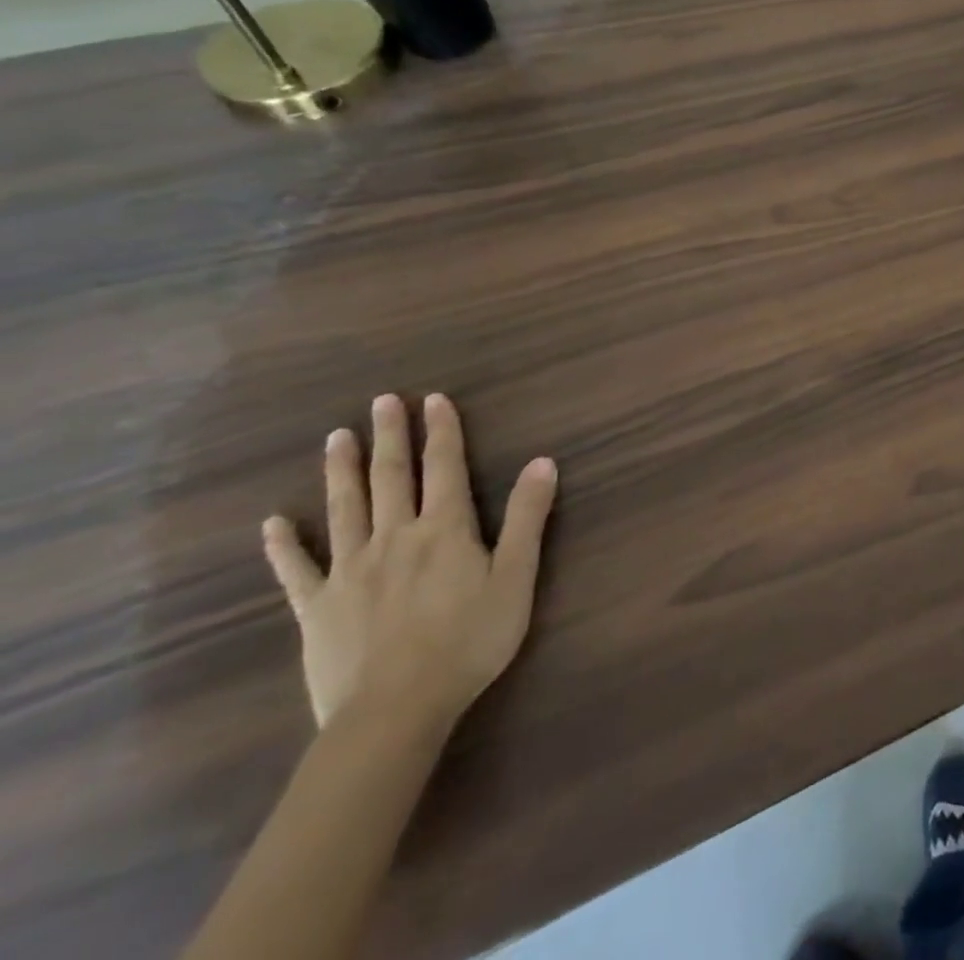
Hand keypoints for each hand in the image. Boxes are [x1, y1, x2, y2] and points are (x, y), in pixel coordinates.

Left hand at [262, 393, 557, 733]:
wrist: (396, 710)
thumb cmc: (469, 640)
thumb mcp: (516, 577)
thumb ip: (528, 518)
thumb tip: (543, 462)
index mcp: (445, 529)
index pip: (444, 467)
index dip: (441, 431)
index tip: (433, 399)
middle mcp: (395, 537)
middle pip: (391, 477)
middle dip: (390, 437)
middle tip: (382, 401)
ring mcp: (350, 570)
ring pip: (345, 509)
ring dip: (342, 470)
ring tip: (337, 437)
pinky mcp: (317, 606)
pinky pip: (296, 569)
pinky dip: (284, 544)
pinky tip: (274, 522)